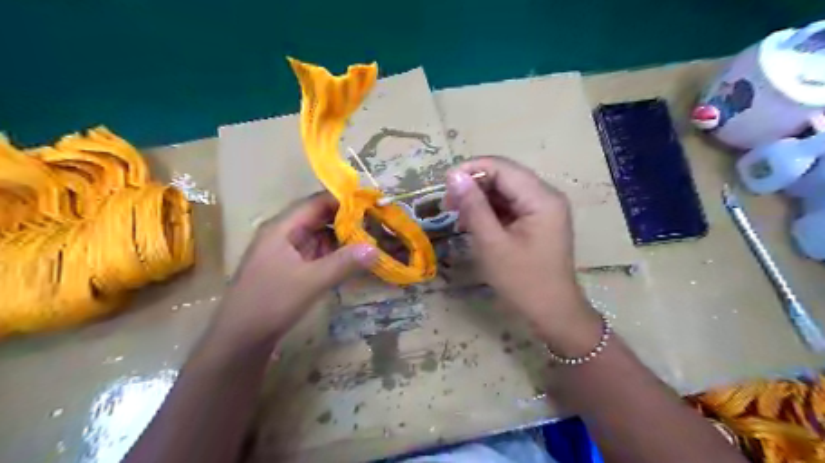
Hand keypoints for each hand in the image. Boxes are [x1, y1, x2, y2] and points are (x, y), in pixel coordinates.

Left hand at [214, 192, 377, 346]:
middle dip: (348, 219)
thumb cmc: (270, 303)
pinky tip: (354, 259)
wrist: (239, 340)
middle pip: (319, 218)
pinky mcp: (291, 269)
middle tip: (377, 222)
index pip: (316, 202)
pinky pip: (317, 253)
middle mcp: (284, 234)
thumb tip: (375, 248)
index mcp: (282, 228)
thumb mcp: (310, 281)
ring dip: (343, 237)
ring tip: (371, 238)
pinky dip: (335, 253)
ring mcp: (287, 252)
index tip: (371, 203)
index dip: (344, 200)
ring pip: (320, 236)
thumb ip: (344, 263)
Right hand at [445, 155, 600, 350]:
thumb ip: (473, 206)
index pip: (502, 167)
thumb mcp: (492, 243)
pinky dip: (490, 211)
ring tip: (457, 216)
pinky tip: (473, 223)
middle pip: (505, 176)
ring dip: (480, 198)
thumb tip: (454, 175)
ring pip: (505, 190)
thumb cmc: (522, 281)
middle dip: (474, 185)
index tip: (444, 185)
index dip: (471, 169)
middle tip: (447, 204)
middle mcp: (546, 196)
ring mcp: (544, 208)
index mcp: (541, 198)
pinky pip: (510, 205)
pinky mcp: (538, 220)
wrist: (552, 312)